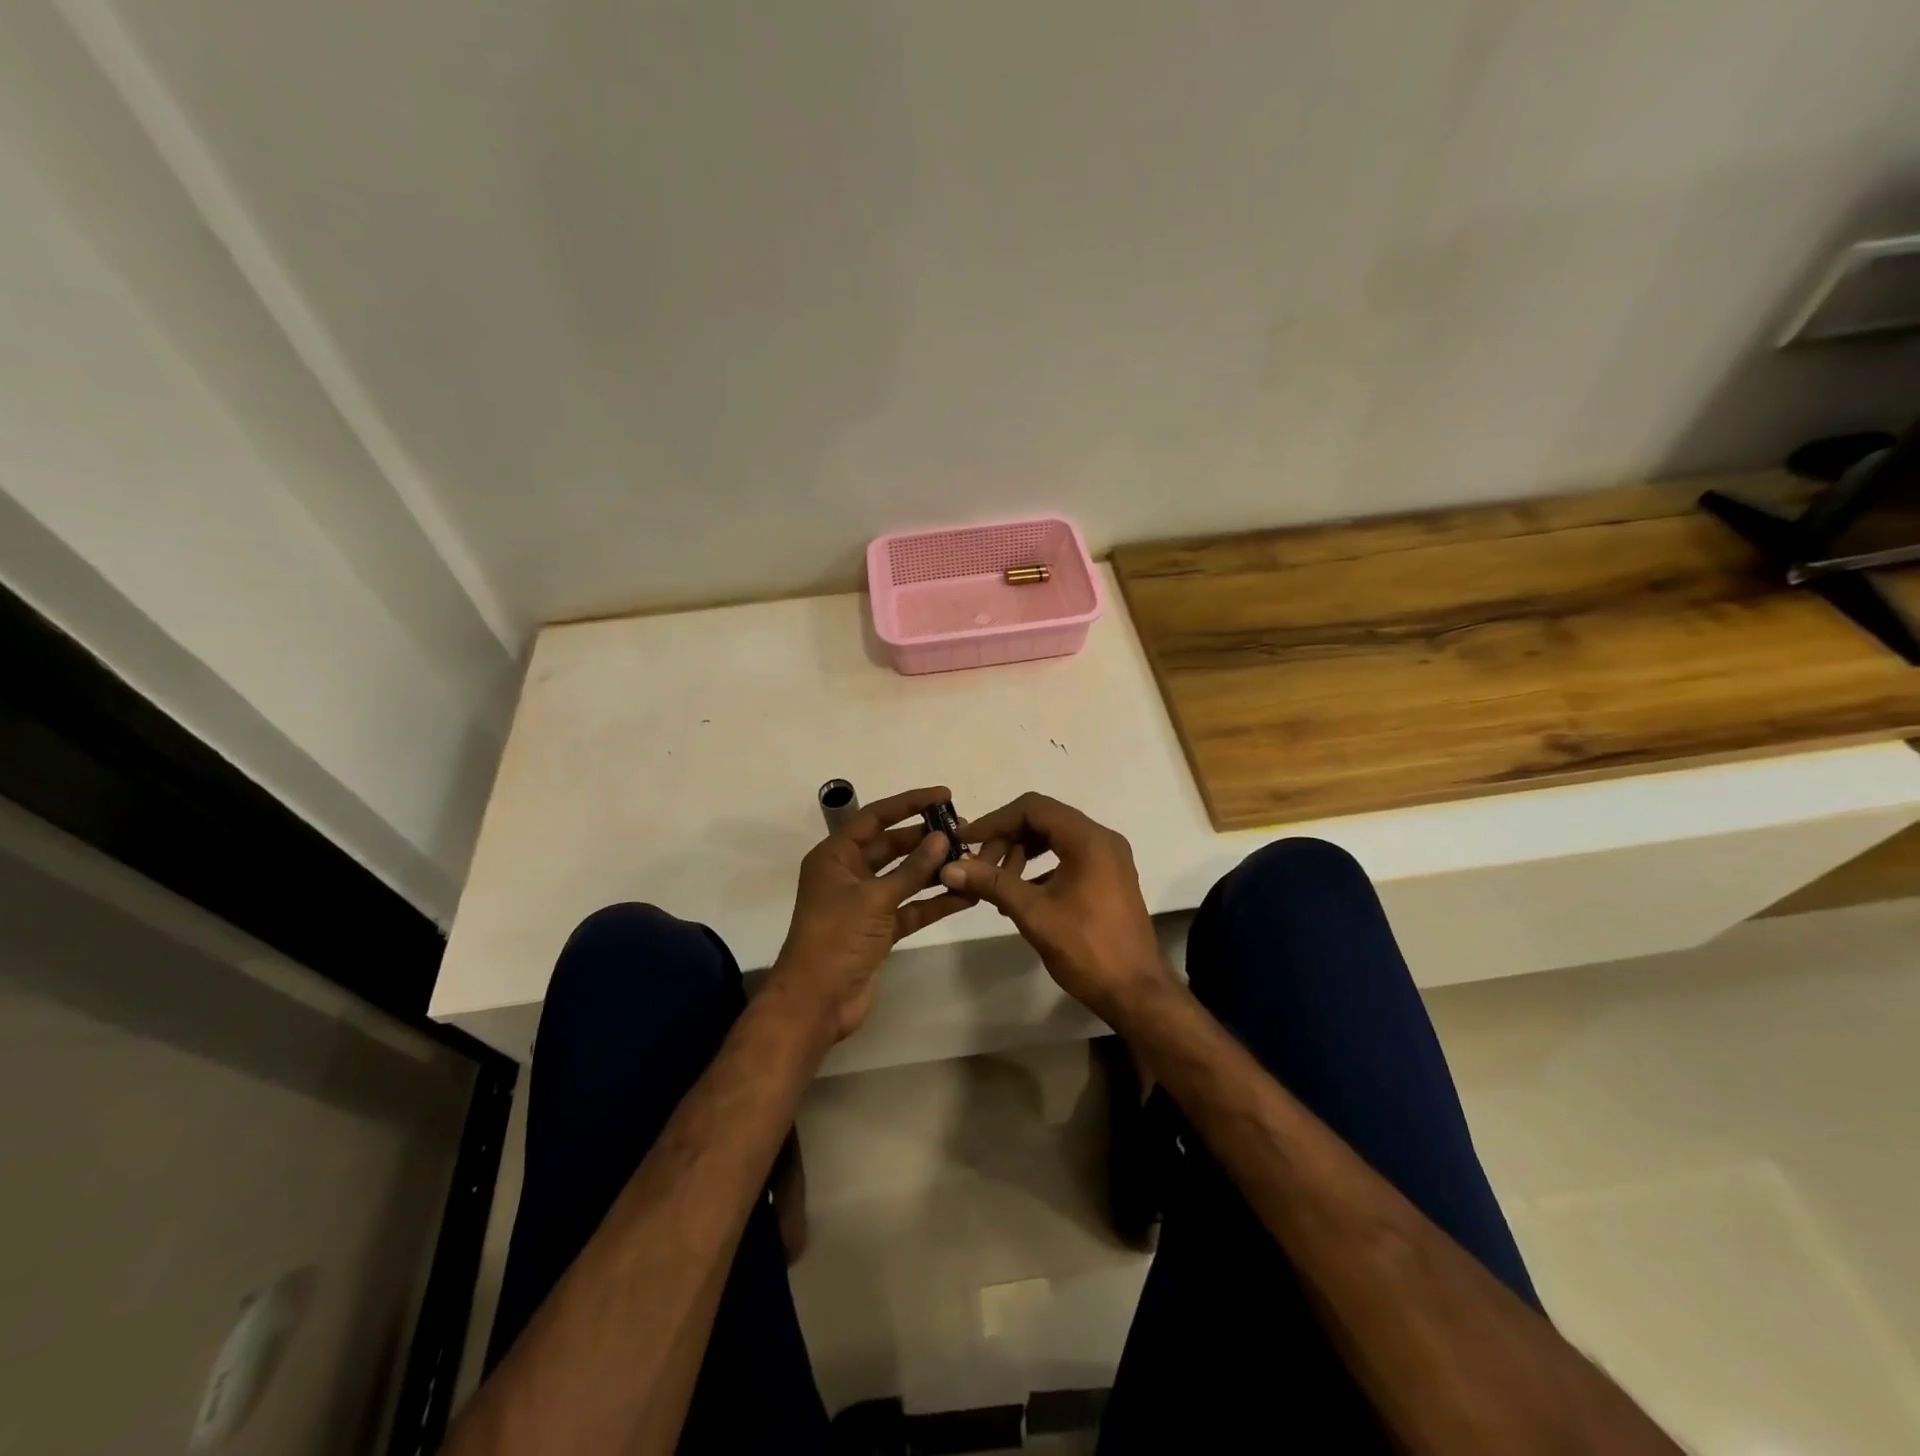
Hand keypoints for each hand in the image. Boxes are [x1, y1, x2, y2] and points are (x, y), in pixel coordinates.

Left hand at [770, 786, 975, 1042]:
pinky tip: (966, 895)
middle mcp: (849, 874)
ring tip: (971, 858)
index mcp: (835, 856)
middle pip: (892, 846)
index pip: (875, 817)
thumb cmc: (836, 938)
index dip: (909, 803)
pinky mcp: (879, 930)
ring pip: (905, 877)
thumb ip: (911, 869)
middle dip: (926, 838)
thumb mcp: (874, 898)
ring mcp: (865, 903)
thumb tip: (942, 838)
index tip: (944, 795)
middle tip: (964, 831)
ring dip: (934, 869)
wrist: (816, 1002)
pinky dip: (934, 901)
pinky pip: (911, 907)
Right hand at [938, 793, 1170, 1020]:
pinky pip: (1069, 855)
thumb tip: (950, 868)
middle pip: (1044, 819)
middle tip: (981, 868)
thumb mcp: (1033, 913)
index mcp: (1088, 839)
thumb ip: (992, 883)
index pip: (1032, 808)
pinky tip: (1022, 893)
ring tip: (999, 883)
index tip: (967, 841)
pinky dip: (1042, 866)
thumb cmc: (1086, 949)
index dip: (995, 821)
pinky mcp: (1109, 876)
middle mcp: (1102, 839)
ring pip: (1056, 837)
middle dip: (1008, 838)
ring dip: (1023, 852)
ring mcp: (1109, 858)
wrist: (1136, 992)